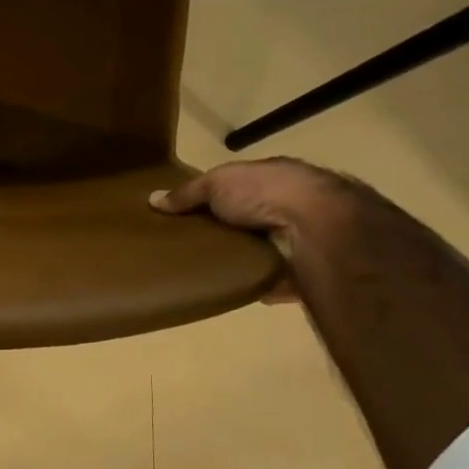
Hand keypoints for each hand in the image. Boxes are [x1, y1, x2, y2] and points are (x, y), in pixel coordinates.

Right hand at [149, 158, 353, 302]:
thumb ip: (188, 193)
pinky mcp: (305, 269)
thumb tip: (153, 200)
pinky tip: (237, 290)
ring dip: (246, 258)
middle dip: (230, 231)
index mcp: (275, 178)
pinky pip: (276, 279)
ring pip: (266, 249)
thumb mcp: (217, 183)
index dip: (218, 198)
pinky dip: (261, 285)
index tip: (190, 215)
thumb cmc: (265, 193)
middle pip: (252, 219)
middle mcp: (293, 205)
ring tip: (209, 271)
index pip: (242, 187)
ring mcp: (302, 238)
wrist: (315, 227)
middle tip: (194, 246)